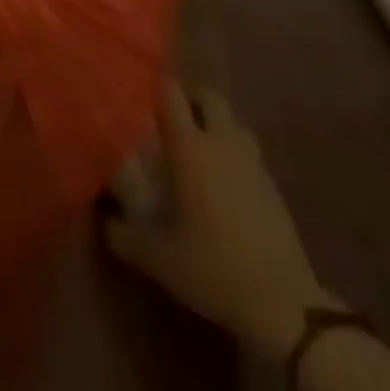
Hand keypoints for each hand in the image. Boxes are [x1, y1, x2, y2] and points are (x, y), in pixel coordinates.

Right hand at [106, 80, 333, 360]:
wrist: (285, 306)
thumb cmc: (213, 268)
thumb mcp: (157, 258)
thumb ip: (123, 235)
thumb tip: (104, 222)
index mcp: (190, 146)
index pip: (170, 92)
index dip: (153, 84)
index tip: (137, 90)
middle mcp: (222, 142)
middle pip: (208, 96)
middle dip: (190, 97)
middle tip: (169, 115)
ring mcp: (253, 162)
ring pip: (233, 122)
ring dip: (216, 123)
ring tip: (198, 144)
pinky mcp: (274, 187)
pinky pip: (249, 151)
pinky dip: (234, 152)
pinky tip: (223, 179)